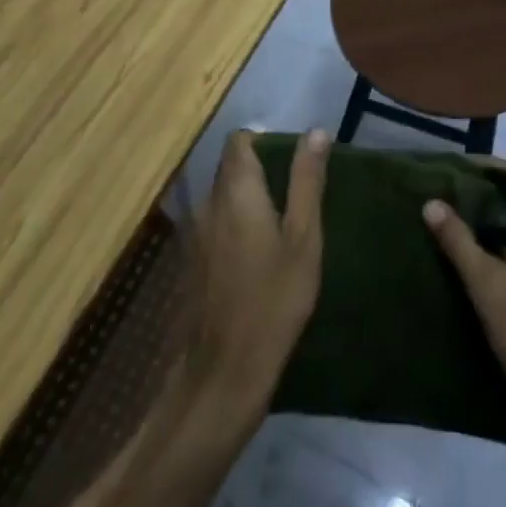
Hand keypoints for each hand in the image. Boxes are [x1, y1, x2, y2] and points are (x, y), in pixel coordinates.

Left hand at [184, 129, 329, 413]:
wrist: (221, 375)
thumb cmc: (272, 301)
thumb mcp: (303, 239)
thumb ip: (307, 181)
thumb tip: (316, 131)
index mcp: (235, 190)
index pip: (240, 141)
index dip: (265, 141)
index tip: (291, 161)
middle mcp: (207, 202)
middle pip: (230, 168)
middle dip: (260, 172)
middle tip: (294, 198)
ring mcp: (193, 233)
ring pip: (221, 198)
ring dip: (247, 202)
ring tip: (279, 229)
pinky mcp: (189, 262)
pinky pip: (214, 225)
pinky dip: (233, 227)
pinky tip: (255, 258)